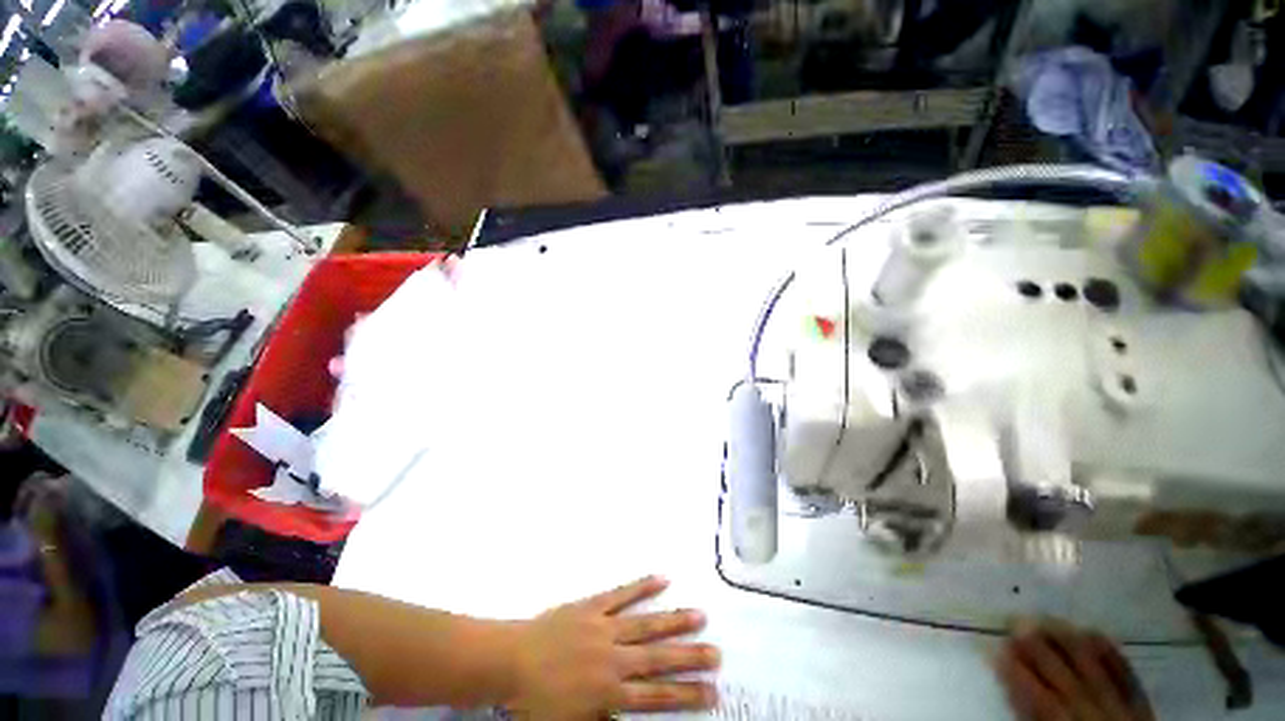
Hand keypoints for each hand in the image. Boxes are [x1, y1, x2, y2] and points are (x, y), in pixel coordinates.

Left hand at [505, 575, 718, 718]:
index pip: (656, 697)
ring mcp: (604, 627)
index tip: (711, 692)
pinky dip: (642, 586)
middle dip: (689, 657)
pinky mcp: (593, 606)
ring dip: (674, 621)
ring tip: (700, 615)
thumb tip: (634, 718)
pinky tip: (662, 578)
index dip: (685, 695)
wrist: (510, 662)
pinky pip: (621, 595)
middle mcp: (613, 658)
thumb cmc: (536, 703)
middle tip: (717, 653)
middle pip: (658, 659)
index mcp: (608, 692)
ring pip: (646, 624)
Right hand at [995, 618, 1153, 720]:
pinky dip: (1109, 653)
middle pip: (1068, 680)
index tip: (999, 650)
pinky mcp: (1143, 704)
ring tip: (1046, 618)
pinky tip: (1092, 631)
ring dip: (1069, 642)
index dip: (1020, 676)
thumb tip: (1013, 692)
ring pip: (1096, 671)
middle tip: (1016, 622)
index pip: (1044, 703)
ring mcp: (1125, 710)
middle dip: (1040, 650)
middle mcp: (1098, 718)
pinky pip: (1127, 674)